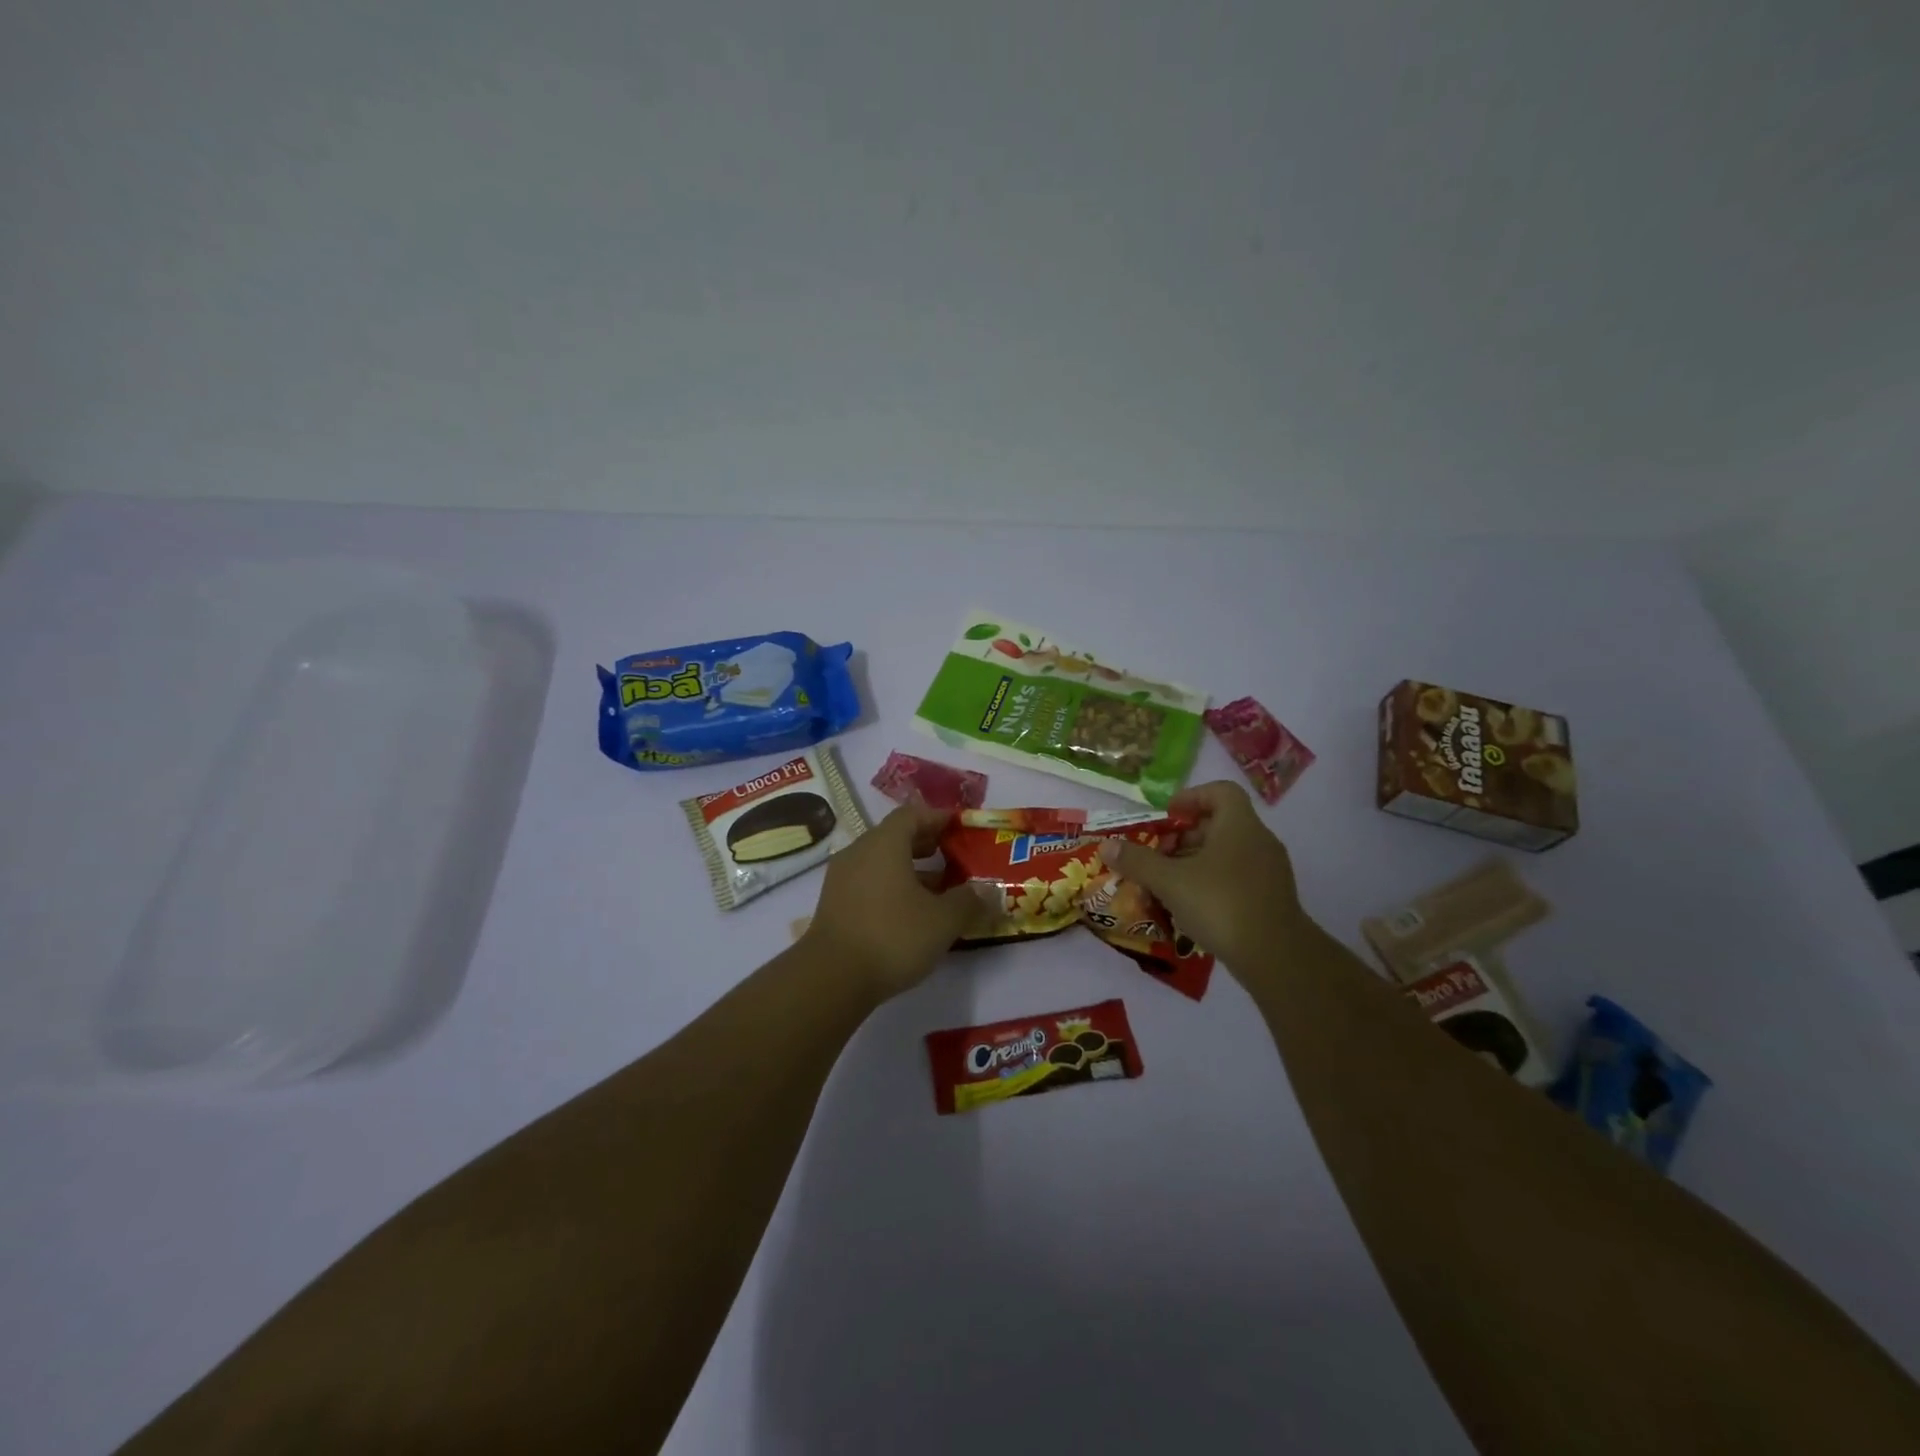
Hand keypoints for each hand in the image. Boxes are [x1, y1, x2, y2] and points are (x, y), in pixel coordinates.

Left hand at [802, 804, 983, 998]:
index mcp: (884, 843)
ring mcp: (841, 879)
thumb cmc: (892, 936)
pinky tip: (911, 913)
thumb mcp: (943, 920)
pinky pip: (869, 883)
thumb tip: (989, 890)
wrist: (832, 978)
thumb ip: (969, 901)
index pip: (913, 814)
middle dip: (926, 844)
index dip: (938, 817)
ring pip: (881, 862)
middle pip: (895, 837)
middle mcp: (859, 852)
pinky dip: (892, 888)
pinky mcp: (834, 905)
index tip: (960, 827)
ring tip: (939, 890)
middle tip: (954, 857)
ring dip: (910, 870)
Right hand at [1099, 781, 1309, 972]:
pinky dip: (1211, 884)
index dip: (1191, 798)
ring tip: (1166, 885)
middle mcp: (1258, 841)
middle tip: (1157, 856)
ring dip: (1194, 863)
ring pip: (1226, 854)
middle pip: (1218, 825)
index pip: (1220, 791)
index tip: (1166, 816)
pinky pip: (1236, 878)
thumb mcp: (1170, 881)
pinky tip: (1190, 908)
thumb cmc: (1221, 904)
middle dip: (1183, 837)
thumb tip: (1107, 845)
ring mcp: (1269, 871)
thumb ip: (1137, 861)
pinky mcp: (1271, 898)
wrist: (1276, 957)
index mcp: (1239, 825)